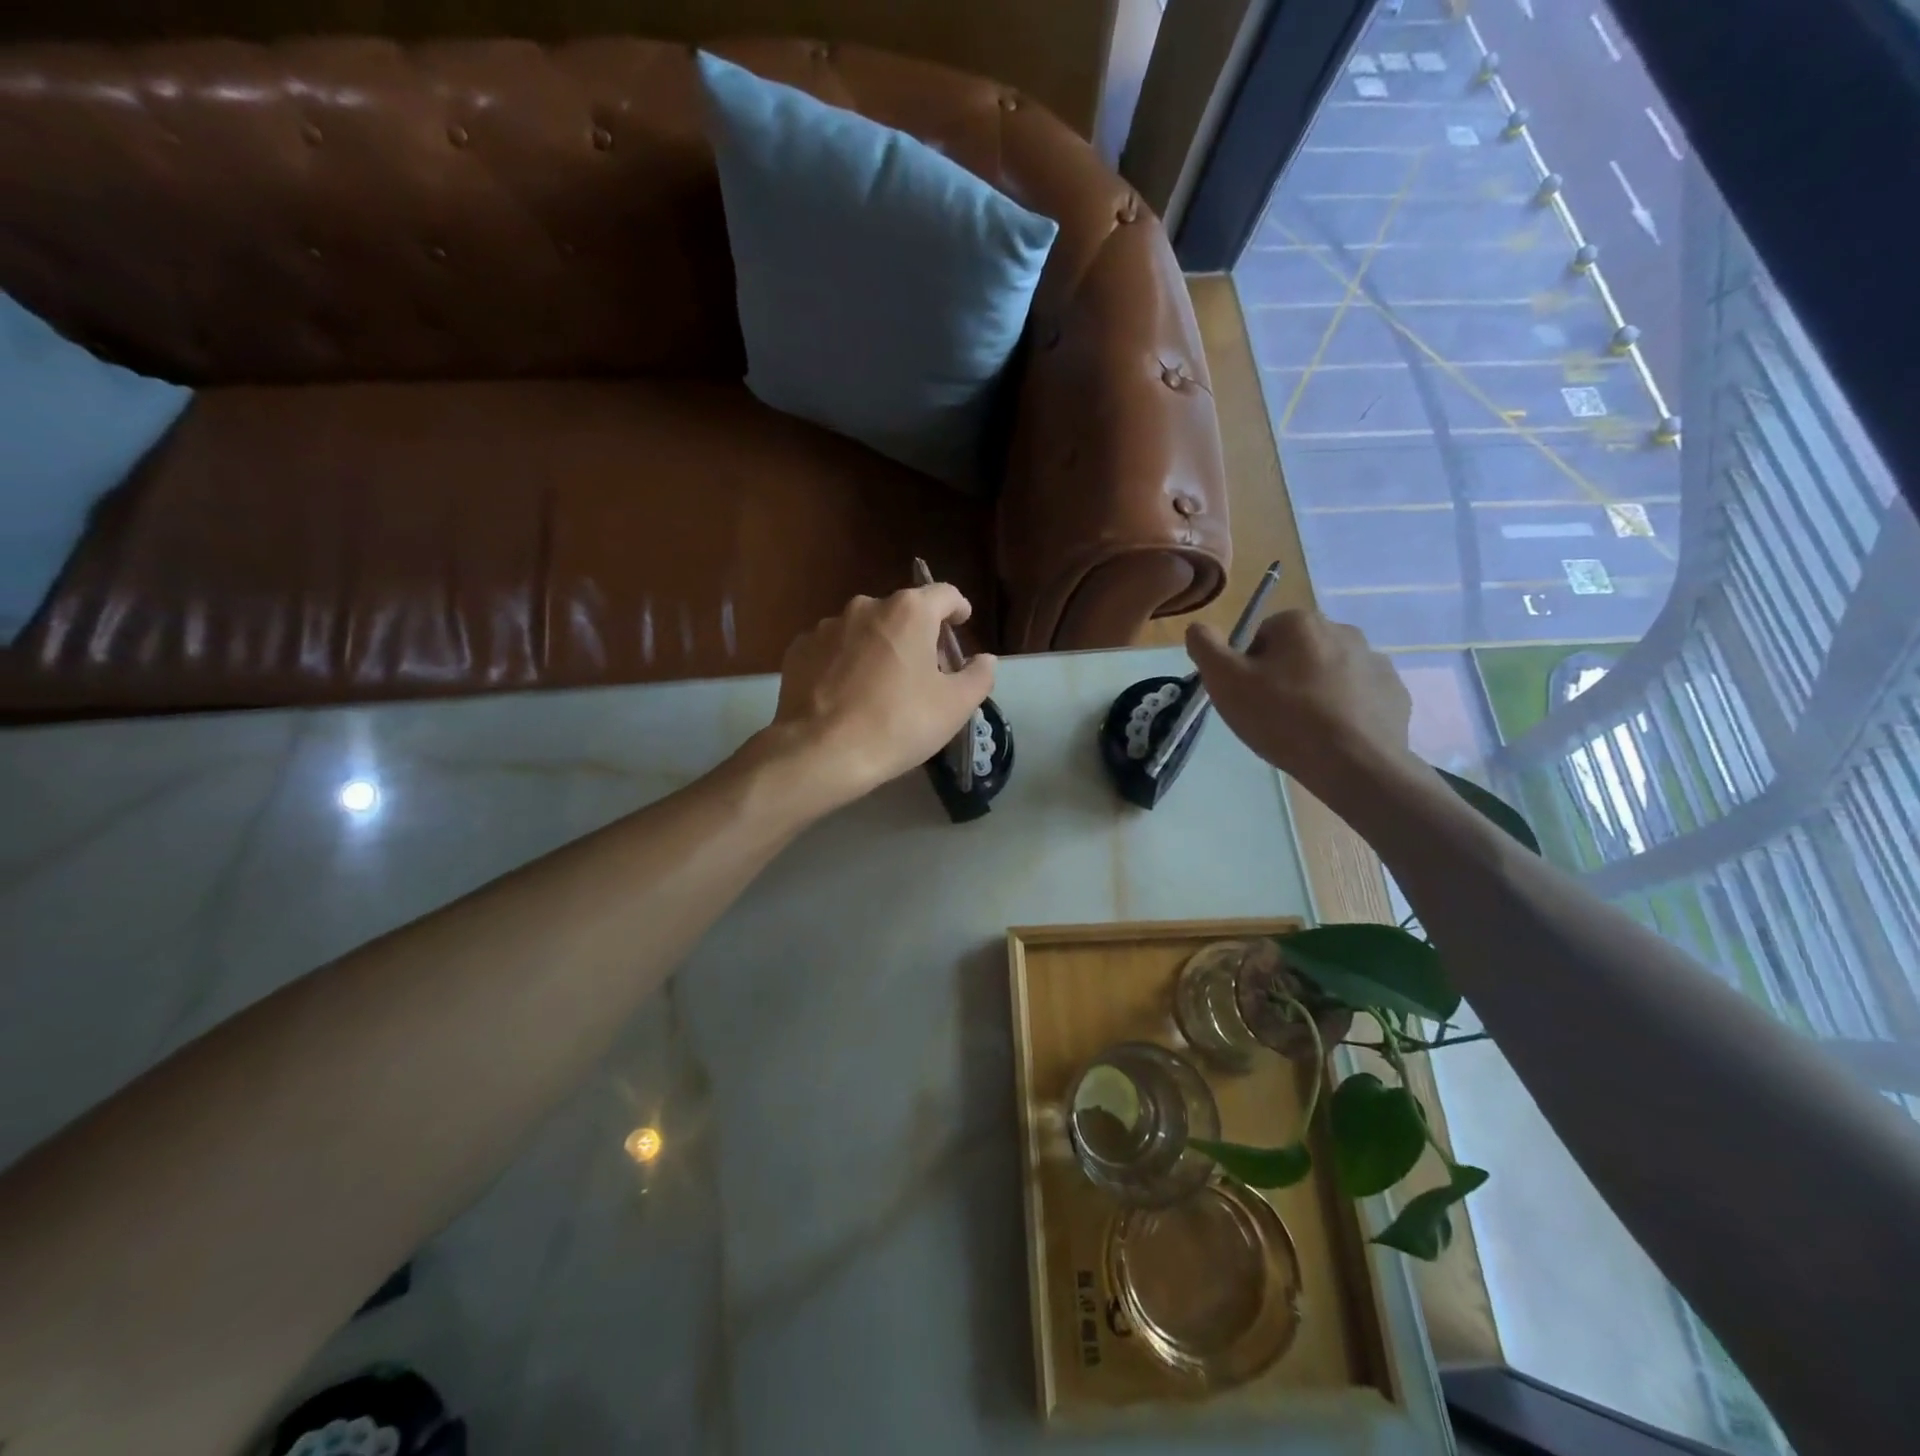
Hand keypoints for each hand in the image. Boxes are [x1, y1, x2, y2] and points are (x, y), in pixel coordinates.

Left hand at [760, 585, 995, 812]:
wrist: (821, 751)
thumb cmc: (898, 724)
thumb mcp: (955, 706)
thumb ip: (978, 676)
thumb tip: (985, 659)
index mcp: (909, 611)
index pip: (944, 594)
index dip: (958, 608)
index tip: (961, 624)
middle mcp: (866, 606)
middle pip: (903, 612)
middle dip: (917, 635)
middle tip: (925, 672)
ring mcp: (827, 626)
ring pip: (865, 630)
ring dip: (879, 648)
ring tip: (881, 687)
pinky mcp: (799, 649)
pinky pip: (834, 649)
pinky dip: (846, 663)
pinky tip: (848, 695)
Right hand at [1186, 610, 1411, 790]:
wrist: (1355, 764)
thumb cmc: (1283, 718)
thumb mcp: (1225, 683)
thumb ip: (1205, 647)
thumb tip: (1198, 627)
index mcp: (1300, 622)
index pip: (1260, 636)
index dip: (1249, 668)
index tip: (1249, 697)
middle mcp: (1342, 630)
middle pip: (1297, 652)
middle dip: (1283, 677)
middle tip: (1272, 715)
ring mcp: (1375, 661)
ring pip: (1329, 672)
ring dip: (1315, 692)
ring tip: (1304, 730)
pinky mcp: (1394, 692)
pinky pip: (1358, 695)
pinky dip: (1344, 710)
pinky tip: (1333, 736)